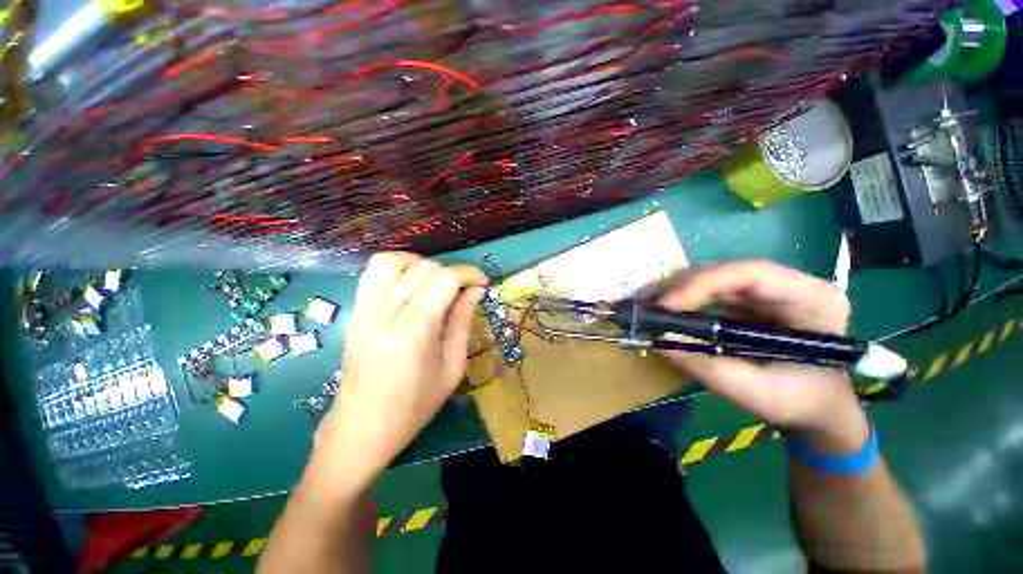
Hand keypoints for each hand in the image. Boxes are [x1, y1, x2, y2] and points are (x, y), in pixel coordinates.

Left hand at [307, 252, 487, 494]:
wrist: (362, 428)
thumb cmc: (415, 405)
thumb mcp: (452, 367)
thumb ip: (463, 322)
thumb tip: (475, 290)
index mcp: (413, 330)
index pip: (443, 279)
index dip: (468, 273)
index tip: (483, 282)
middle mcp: (384, 313)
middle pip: (422, 268)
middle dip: (451, 271)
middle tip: (465, 289)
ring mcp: (364, 310)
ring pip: (393, 261)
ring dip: (422, 264)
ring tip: (436, 282)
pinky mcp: (355, 312)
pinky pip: (373, 272)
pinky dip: (398, 268)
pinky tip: (411, 285)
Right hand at [657, 260, 867, 454]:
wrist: (819, 409)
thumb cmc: (801, 403)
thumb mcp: (756, 392)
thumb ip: (708, 366)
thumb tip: (659, 340)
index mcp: (812, 299)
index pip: (752, 274)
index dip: (704, 284)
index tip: (667, 304)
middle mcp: (790, 286)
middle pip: (728, 273)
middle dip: (682, 286)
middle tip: (646, 301)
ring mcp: (768, 292)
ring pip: (715, 280)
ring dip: (677, 290)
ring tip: (647, 303)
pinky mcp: (750, 302)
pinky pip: (711, 294)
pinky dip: (683, 300)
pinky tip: (663, 307)